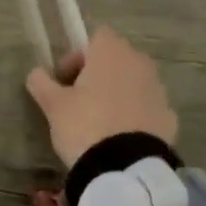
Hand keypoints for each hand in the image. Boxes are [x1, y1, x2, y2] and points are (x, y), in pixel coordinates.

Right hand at [25, 26, 178, 167]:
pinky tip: (119, 137)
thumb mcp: (53, 105)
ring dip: (117, 94)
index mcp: (112, 52)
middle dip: (97, 74)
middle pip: (116, 59)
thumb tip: (36, 73)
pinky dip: (134, 115)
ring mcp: (158, 90)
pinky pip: (146, 107)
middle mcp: (140, 63)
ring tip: (99, 121)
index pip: (95, 37)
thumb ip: (41, 83)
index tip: (64, 79)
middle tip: (78, 100)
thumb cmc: (85, 125)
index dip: (78, 55)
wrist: (127, 168)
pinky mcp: (169, 117)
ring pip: (133, 83)